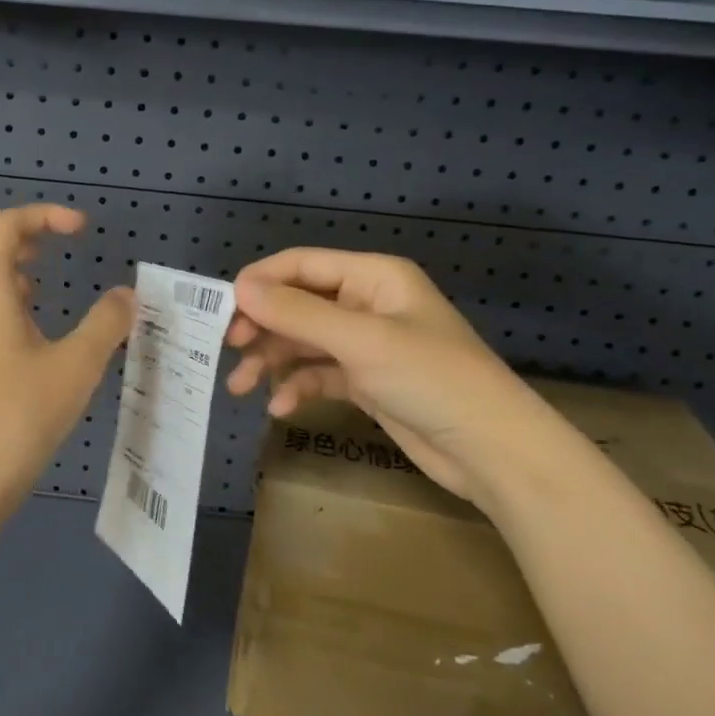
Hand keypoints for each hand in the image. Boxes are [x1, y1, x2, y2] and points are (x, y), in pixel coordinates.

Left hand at [0, 205, 132, 520]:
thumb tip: (127, 295)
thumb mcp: (76, 367)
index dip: (44, 215)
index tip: (81, 230)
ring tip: (40, 293)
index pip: (5, 225)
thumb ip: (107, 323)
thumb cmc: (18, 417)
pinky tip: (26, 335)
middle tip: (43, 255)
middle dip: (4, 236)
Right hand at [226, 248, 560, 511]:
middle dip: (262, 326)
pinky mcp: (368, 381)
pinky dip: (298, 386)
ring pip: (305, 341)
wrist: (493, 451)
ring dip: (272, 360)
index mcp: (373, 277)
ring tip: (241, 386)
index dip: (260, 282)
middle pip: (299, 303)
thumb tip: (239, 287)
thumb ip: (297, 313)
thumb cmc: (431, 379)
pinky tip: (280, 407)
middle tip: (227, 349)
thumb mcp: (361, 341)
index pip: (302, 265)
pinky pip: (320, 373)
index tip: (221, 310)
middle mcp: (367, 303)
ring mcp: (367, 344)